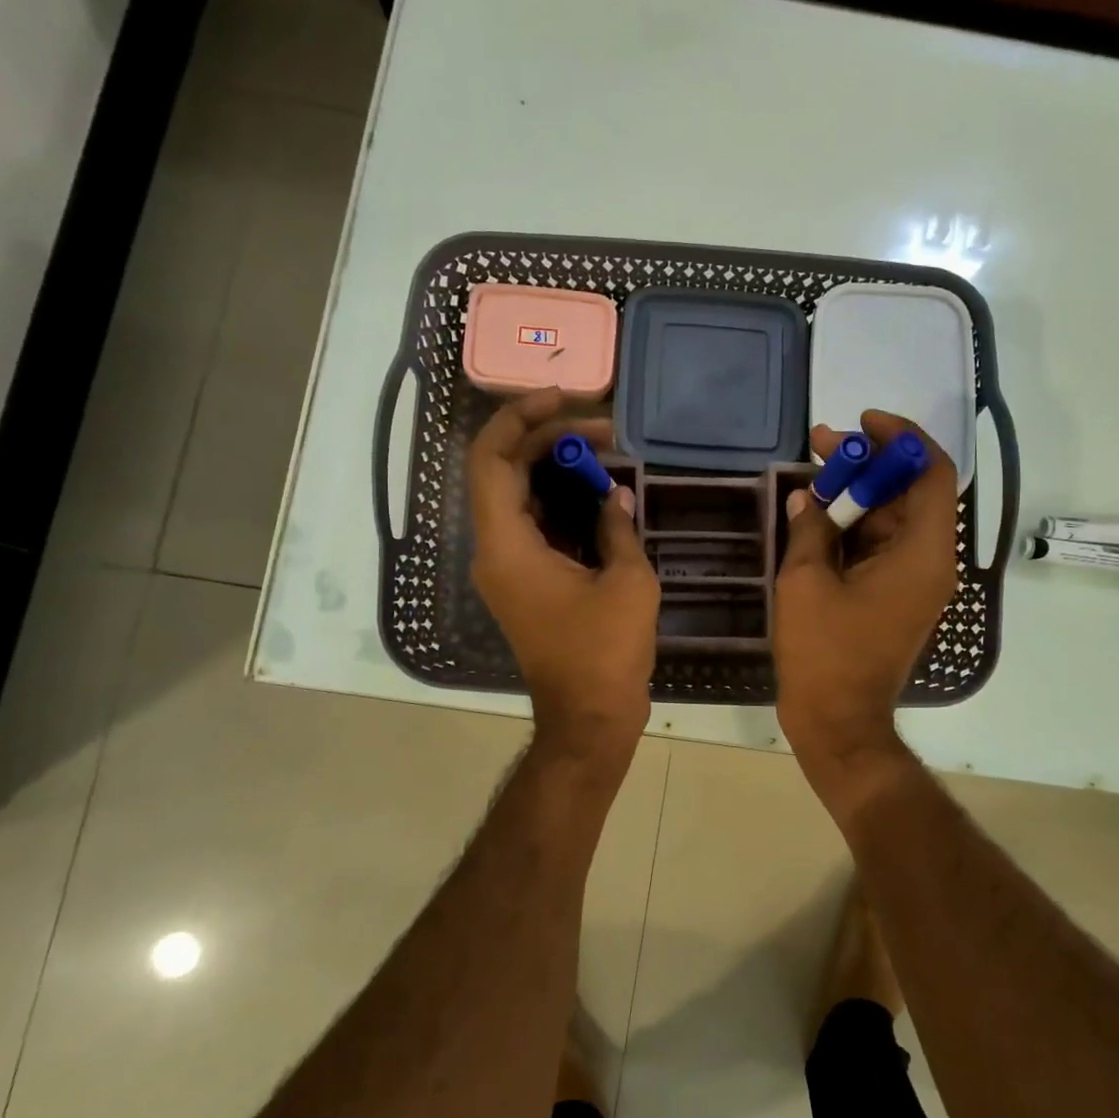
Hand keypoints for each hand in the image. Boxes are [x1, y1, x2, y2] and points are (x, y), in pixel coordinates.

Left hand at [468, 389, 659, 751]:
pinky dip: (562, 505)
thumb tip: (615, 494)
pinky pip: (534, 527)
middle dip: (549, 441)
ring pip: (519, 499)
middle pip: (505, 472)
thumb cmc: (605, 652)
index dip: (520, 419)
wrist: (588, 718)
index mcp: (506, 546)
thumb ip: (617, 527)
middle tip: (603, 432)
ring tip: (605, 456)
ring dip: (557, 472)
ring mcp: (508, 569)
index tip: (565, 399)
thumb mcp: (627, 582)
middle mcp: (495, 551)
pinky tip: (600, 496)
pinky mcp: (525, 583)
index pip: (491, 459)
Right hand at [773, 411, 958, 805]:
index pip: (932, 474)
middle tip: (821, 445)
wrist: (838, 721)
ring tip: (812, 473)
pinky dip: (854, 527)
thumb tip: (808, 497)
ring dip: (857, 494)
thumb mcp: (806, 582)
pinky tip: (817, 515)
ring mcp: (914, 582)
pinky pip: (881, 547)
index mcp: (922, 554)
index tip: (863, 423)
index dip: (902, 439)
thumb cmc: (824, 653)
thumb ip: (810, 529)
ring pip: (893, 519)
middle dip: (868, 463)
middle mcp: (929, 562)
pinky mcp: (896, 598)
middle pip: (909, 493)